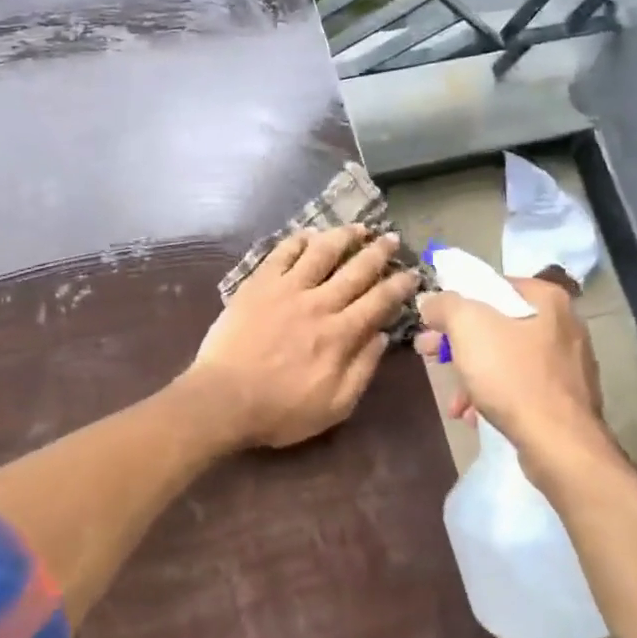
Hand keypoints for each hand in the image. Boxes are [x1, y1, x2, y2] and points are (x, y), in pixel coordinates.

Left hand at [182, 224, 420, 450]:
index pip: (379, 301)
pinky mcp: (258, 284)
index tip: (412, 273)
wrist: (224, 398)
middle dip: (379, 252)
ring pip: (322, 251)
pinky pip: (282, 253)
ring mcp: (287, 289)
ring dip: (343, 236)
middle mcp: (319, 303)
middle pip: (356, 269)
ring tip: (358, 228)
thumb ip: (362, 369)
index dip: (400, 285)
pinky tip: (310, 234)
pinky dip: (299, 240)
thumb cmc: (280, 410)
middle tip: (392, 239)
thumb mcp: (335, 406)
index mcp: (341, 334)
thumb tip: (381, 335)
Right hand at [414, 275, 606, 459]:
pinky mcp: (567, 397)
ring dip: (472, 374)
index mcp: (546, 299)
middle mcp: (564, 324)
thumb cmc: (512, 376)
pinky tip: (474, 415)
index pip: (491, 286)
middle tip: (430, 355)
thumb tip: (431, 300)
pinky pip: (521, 385)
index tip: (431, 322)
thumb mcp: (468, 327)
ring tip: (453, 399)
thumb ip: (445, 304)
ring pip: (506, 357)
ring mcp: (568, 363)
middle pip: (496, 323)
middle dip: (458, 342)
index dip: (455, 301)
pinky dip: (494, 394)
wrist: (559, 444)